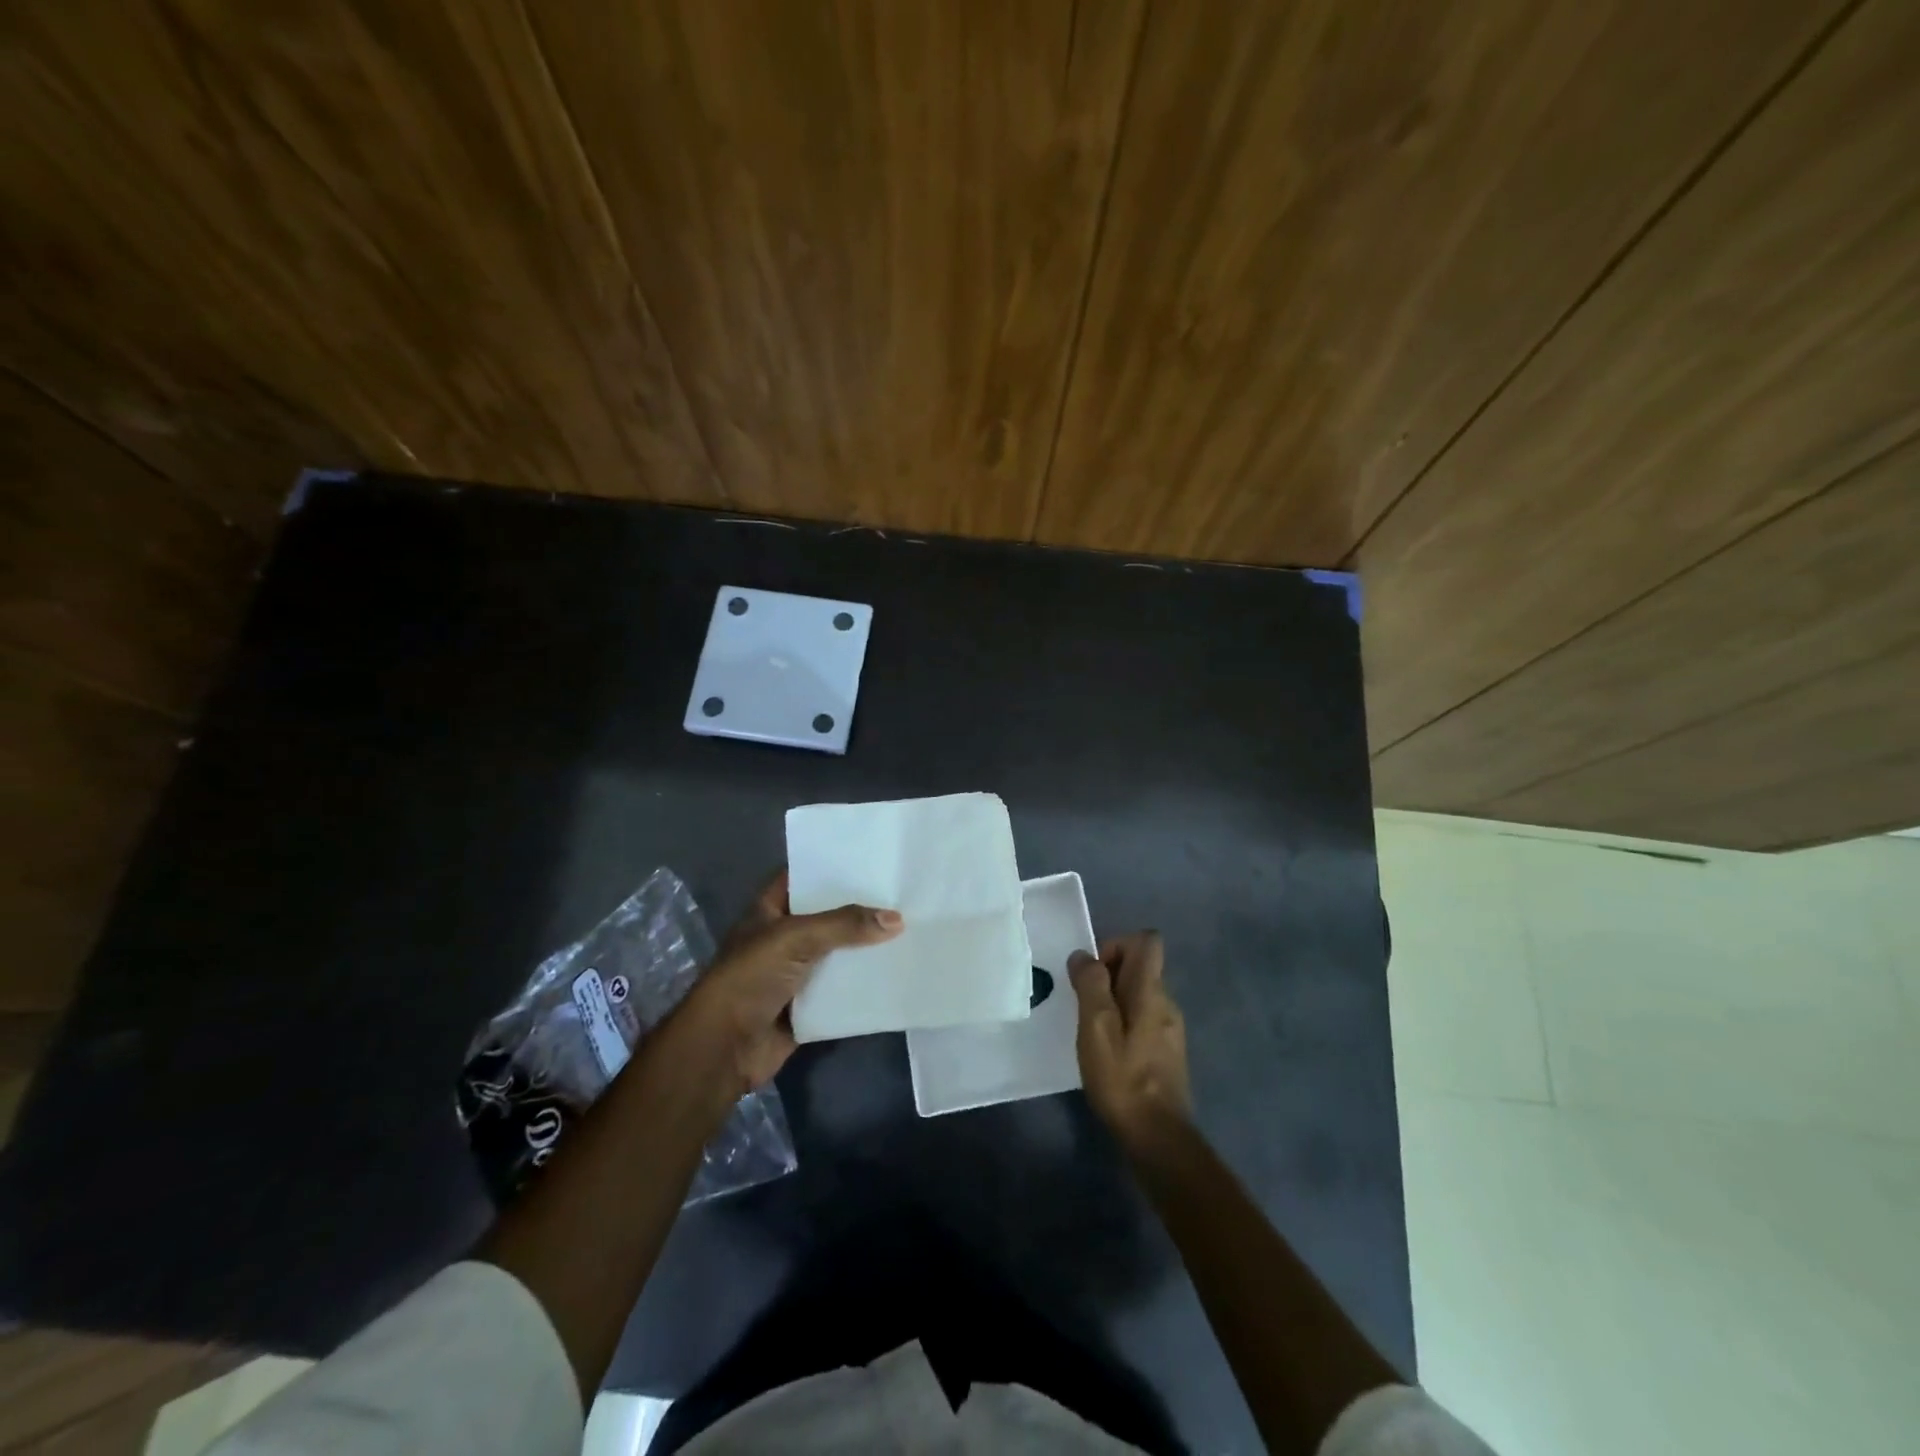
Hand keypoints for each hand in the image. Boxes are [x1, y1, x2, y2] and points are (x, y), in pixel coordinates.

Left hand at [681, 871, 902, 1094]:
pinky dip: (862, 985)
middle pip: (826, 917)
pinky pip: (841, 990)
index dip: (831, 868)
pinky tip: (895, 972)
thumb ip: (845, 925)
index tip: (870, 859)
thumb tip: (897, 919)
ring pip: (837, 954)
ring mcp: (795, 973)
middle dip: (858, 910)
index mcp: (769, 911)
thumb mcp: (796, 938)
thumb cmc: (750, 977)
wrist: (724, 1047)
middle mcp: (782, 938)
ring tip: (908, 928)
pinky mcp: (807, 1006)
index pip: (803, 878)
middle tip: (900, 894)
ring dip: (864, 948)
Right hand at [1069, 932, 1191, 1145]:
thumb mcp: (1096, 1028)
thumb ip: (1091, 986)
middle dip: (1108, 975)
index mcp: (1151, 992)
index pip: (1147, 941)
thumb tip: (1084, 956)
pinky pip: (1143, 1017)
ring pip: (1139, 993)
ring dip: (1113, 1000)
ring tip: (1091, 1031)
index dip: (1117, 944)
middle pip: (1140, 966)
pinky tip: (1107, 1052)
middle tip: (1084, 1007)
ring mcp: (1170, 1028)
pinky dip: (1123, 1022)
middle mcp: (1167, 1003)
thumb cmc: (1123, 1079)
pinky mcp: (1167, 1051)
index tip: (1094, 973)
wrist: (1157, 1137)